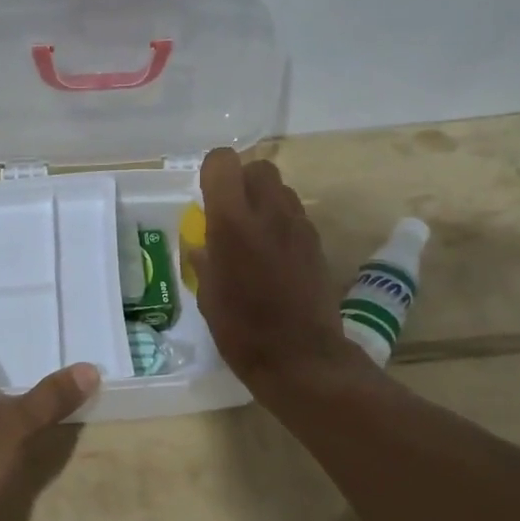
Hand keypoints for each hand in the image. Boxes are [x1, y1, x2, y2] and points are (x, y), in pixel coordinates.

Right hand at [187, 148, 366, 392]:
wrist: (301, 358)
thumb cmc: (242, 330)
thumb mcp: (208, 296)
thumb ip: (204, 260)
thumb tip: (202, 245)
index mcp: (231, 222)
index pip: (223, 162)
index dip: (213, 171)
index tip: (207, 195)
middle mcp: (268, 213)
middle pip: (259, 167)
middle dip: (243, 180)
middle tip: (232, 211)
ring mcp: (298, 226)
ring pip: (282, 188)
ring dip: (265, 200)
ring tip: (255, 232)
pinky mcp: (317, 243)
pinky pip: (296, 215)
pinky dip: (282, 222)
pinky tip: (275, 253)